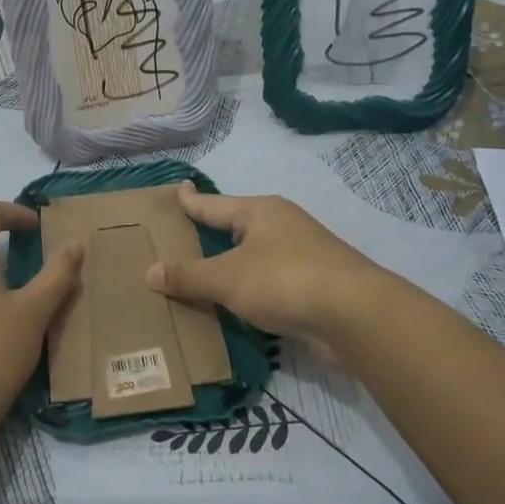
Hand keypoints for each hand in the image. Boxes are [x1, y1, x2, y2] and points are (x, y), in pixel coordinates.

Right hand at [146, 183, 383, 339]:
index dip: (192, 200)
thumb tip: (150, 271)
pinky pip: (269, 282)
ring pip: (255, 256)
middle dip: (212, 234)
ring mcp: (302, 255)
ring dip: (232, 266)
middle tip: (181, 239)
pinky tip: (237, 303)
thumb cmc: (285, 280)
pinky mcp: (314, 285)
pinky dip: (250, 289)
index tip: (178, 189)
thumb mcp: (227, 278)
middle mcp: (282, 226)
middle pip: (237, 227)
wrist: (354, 315)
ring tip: (203, 274)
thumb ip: (188, 276)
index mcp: (260, 212)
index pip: (214, 204)